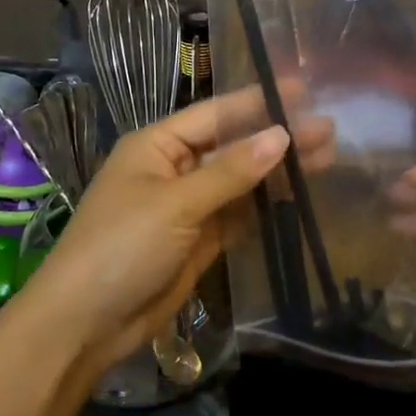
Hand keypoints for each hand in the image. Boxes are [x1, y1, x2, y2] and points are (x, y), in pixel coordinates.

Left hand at [22, 89, 333, 379]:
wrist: (85, 323)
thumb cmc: (121, 247)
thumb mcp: (176, 204)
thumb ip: (230, 171)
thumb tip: (282, 135)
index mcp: (158, 145)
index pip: (216, 114)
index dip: (259, 102)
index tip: (304, 92)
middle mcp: (174, 168)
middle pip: (233, 147)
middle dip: (277, 138)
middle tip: (329, 130)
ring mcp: (188, 206)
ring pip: (241, 181)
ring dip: (278, 172)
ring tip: (327, 159)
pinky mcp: (199, 240)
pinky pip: (239, 214)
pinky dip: (267, 206)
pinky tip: (300, 196)